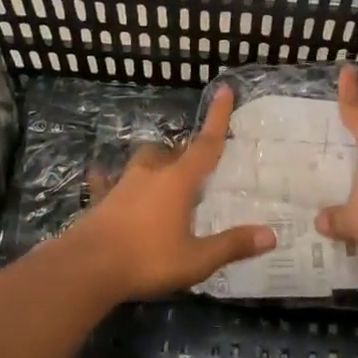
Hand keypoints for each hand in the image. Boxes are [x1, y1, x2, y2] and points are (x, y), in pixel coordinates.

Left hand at [63, 89, 275, 299]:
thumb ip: (232, 245)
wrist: (86, 268)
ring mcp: (121, 185)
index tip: (224, 90)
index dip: (218, 118)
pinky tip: (100, 175)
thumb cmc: (147, 260)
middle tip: (196, 166)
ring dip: (154, 162)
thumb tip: (271, 235)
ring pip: (142, 162)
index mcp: (178, 181)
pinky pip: (105, 182)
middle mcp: (150, 174)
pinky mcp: (100, 201)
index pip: (205, 144)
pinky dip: (107, 178)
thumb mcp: (196, 259)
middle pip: (171, 152)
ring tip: (162, 173)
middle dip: (185, 152)